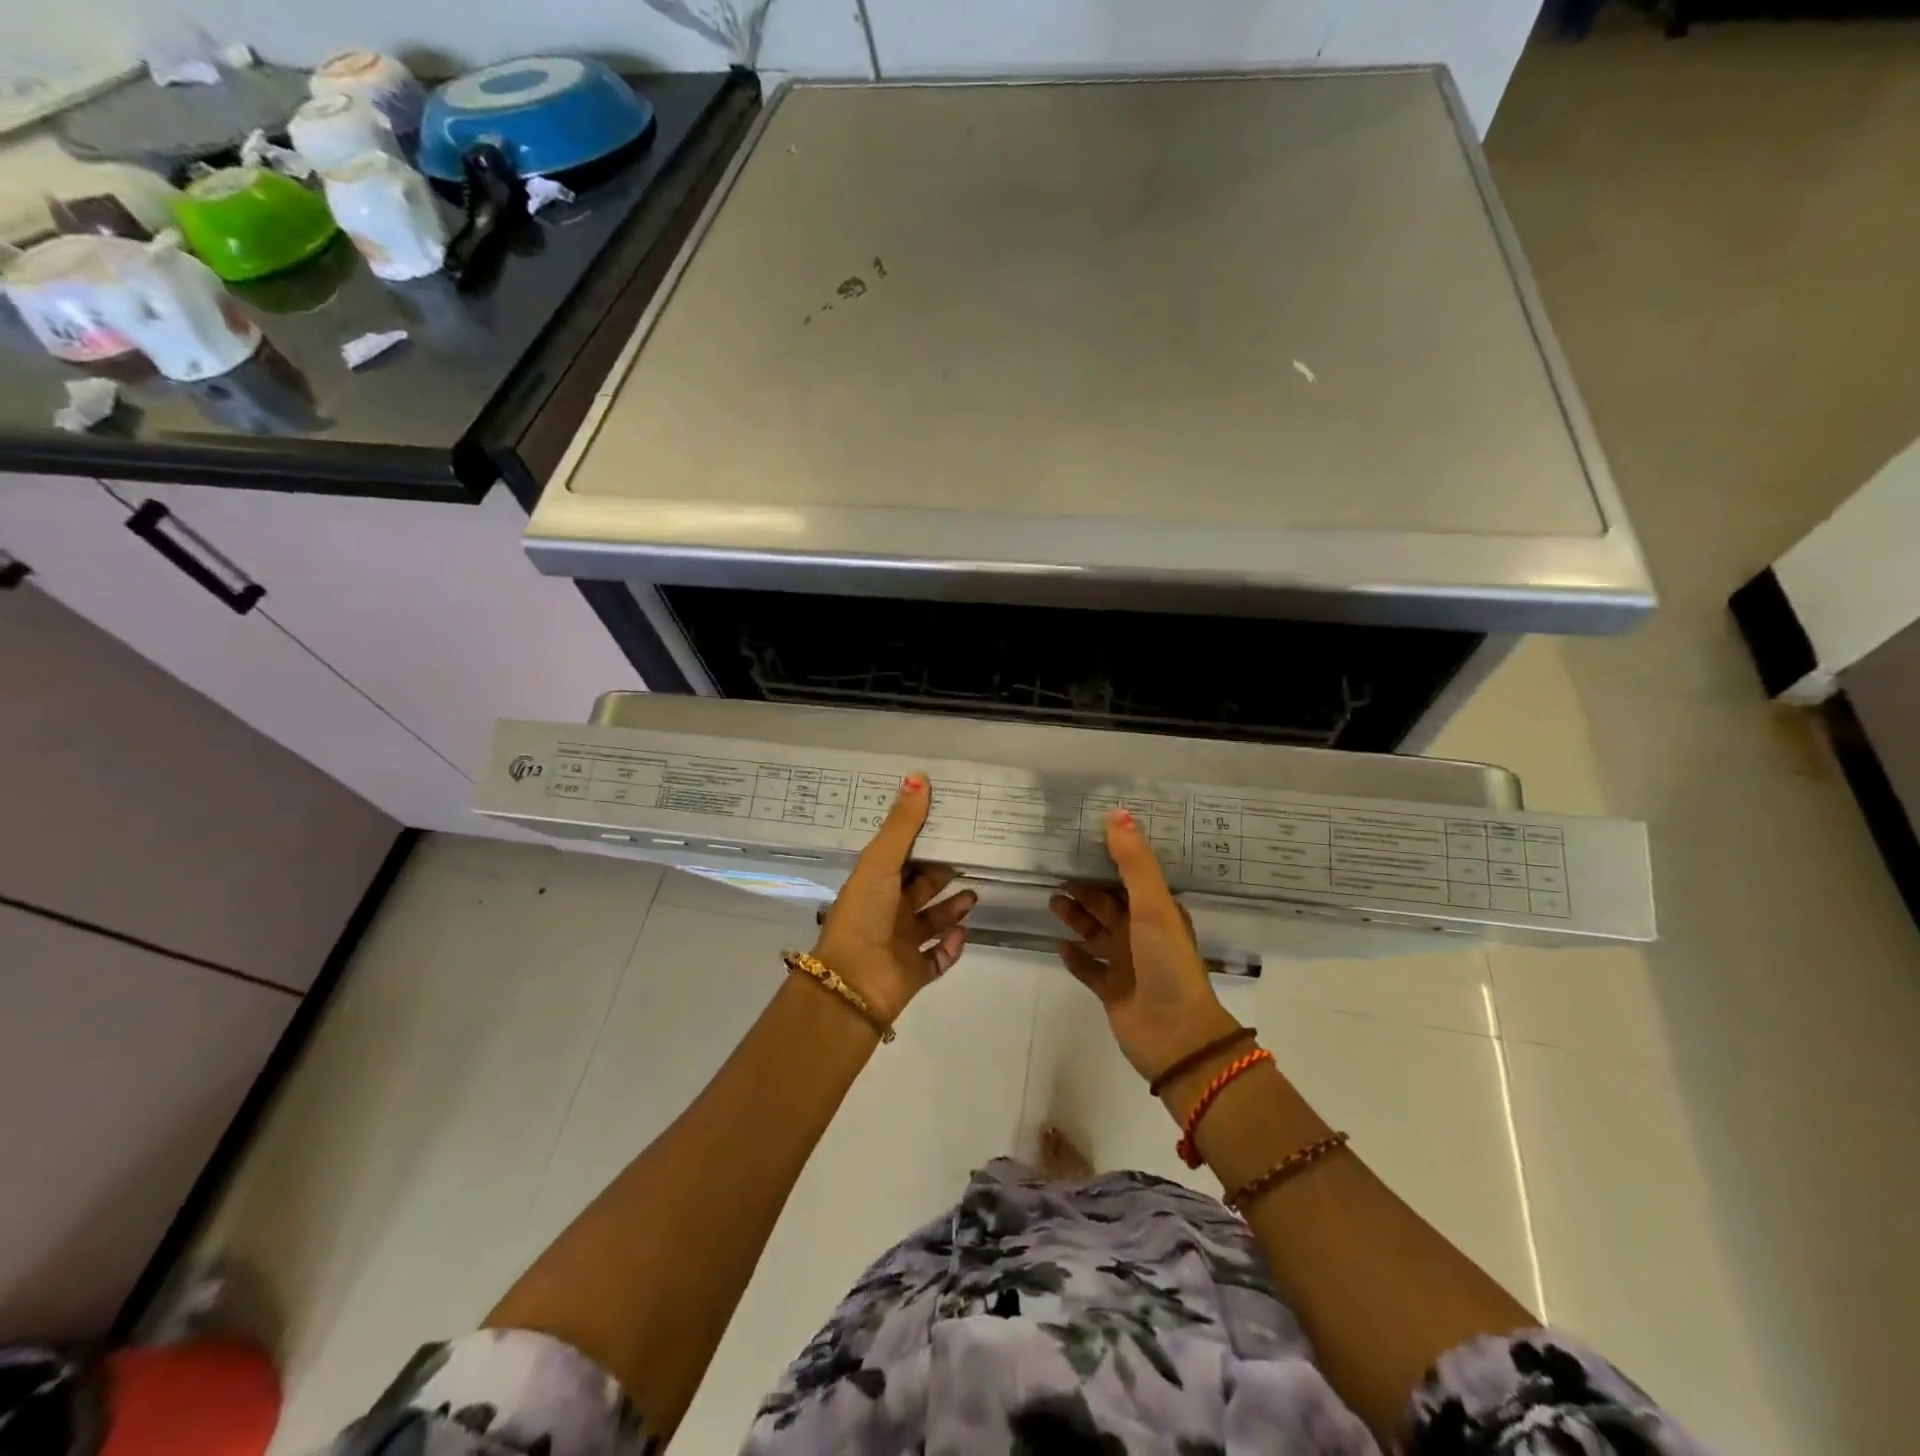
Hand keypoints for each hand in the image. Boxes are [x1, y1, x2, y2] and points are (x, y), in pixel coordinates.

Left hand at [813, 774, 976, 1026]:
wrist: (853, 983)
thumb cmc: (864, 914)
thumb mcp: (880, 862)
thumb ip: (902, 824)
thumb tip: (919, 775)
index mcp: (874, 884)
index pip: (903, 858)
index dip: (925, 842)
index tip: (953, 825)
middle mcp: (887, 912)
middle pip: (921, 888)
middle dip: (945, 875)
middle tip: (974, 858)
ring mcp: (901, 944)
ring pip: (934, 921)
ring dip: (954, 909)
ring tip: (975, 895)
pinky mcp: (915, 972)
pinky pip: (939, 957)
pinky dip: (952, 946)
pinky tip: (962, 933)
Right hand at [1051, 809, 1240, 1080]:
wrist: (1175, 1035)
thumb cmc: (1166, 963)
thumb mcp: (1153, 906)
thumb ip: (1133, 861)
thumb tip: (1117, 812)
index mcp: (1157, 912)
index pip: (1129, 878)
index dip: (1107, 860)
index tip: (1080, 841)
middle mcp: (1142, 934)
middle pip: (1108, 904)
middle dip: (1085, 888)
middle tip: (1054, 871)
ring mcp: (1126, 964)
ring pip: (1096, 933)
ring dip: (1076, 917)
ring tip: (1052, 901)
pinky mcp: (1112, 990)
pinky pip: (1088, 968)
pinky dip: (1075, 956)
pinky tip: (1058, 945)